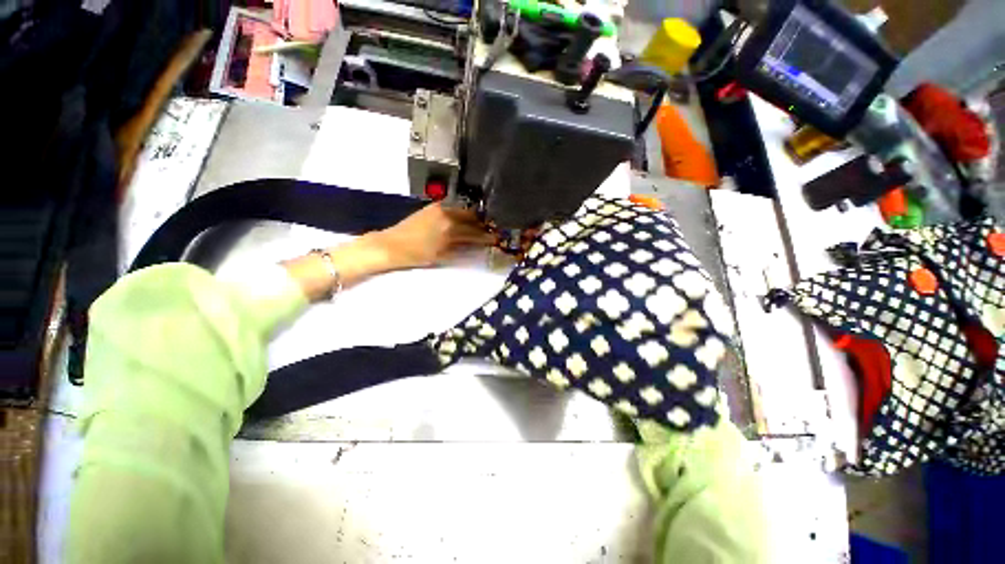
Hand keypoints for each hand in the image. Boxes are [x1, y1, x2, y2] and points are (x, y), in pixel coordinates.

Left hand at [368, 202, 495, 270]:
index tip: (496, 239)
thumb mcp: (442, 256)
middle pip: (471, 218)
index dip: (486, 237)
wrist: (390, 245)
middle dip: (482, 225)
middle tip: (489, 231)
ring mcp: (439, 208)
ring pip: (462, 211)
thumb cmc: (417, 255)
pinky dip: (460, 214)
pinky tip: (462, 220)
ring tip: (478, 226)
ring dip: (472, 219)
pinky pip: (452, 208)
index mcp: (450, 229)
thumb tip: (477, 246)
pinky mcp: (432, 207)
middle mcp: (447, 214)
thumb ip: (462, 249)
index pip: (475, 232)